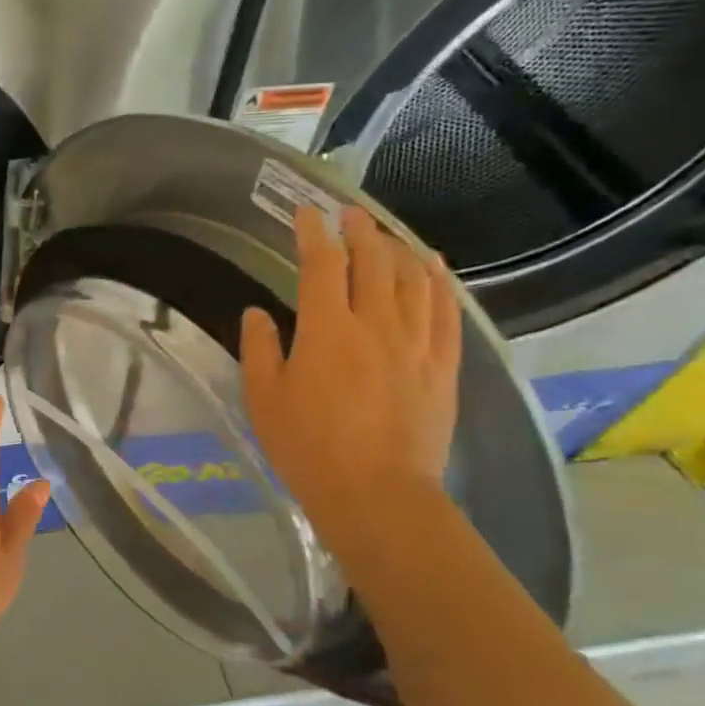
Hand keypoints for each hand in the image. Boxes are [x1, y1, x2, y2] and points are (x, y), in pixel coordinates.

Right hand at [241, 205, 461, 532]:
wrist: (375, 492)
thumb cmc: (307, 446)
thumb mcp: (263, 398)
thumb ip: (259, 348)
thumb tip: (257, 312)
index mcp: (327, 329)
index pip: (321, 264)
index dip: (312, 233)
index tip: (306, 212)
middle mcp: (376, 323)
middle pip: (374, 261)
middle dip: (360, 231)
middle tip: (349, 215)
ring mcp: (416, 342)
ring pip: (414, 278)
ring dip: (399, 248)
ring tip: (388, 235)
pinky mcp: (442, 365)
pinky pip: (447, 310)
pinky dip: (440, 280)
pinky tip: (434, 266)